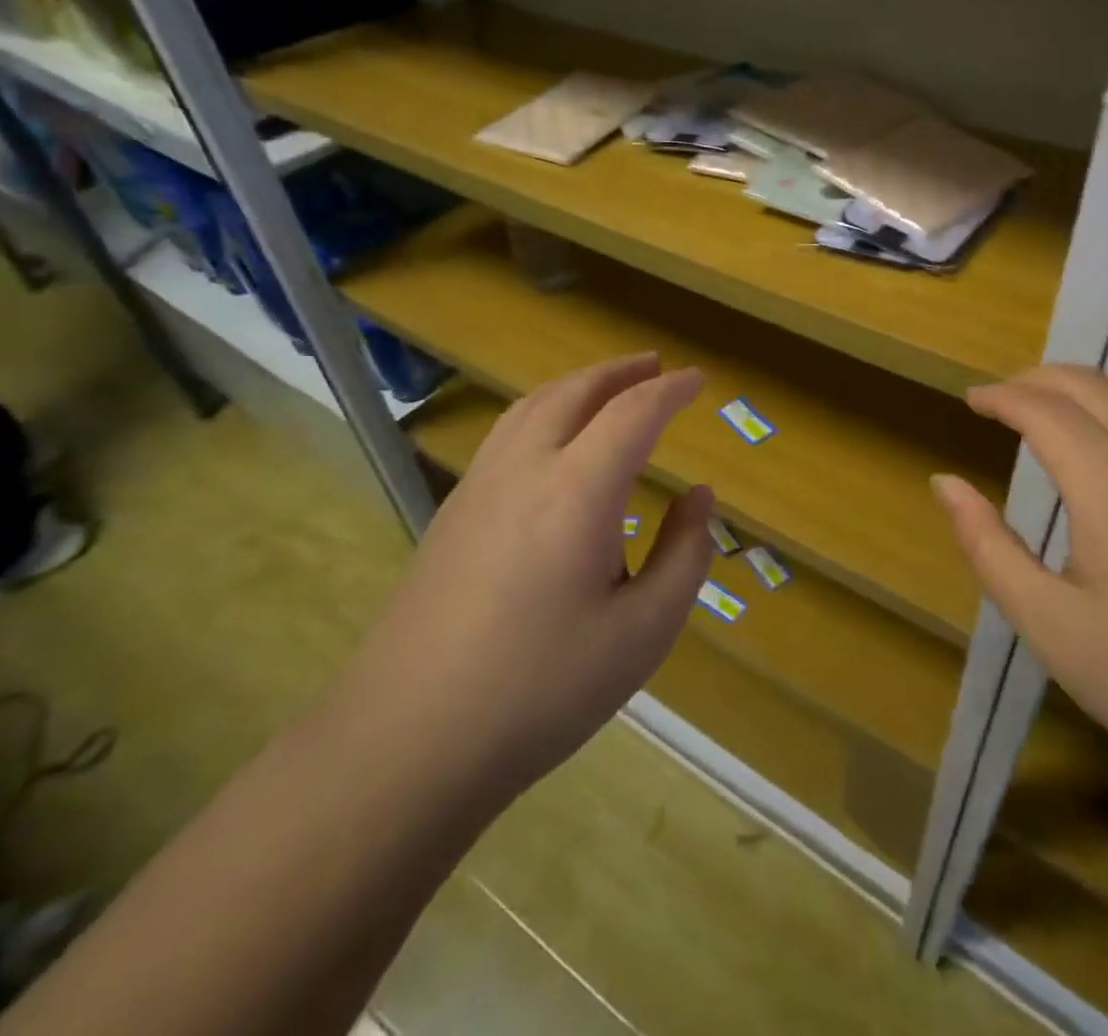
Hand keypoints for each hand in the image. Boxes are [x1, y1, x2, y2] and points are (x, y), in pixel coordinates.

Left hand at [333, 353, 713, 810]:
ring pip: (531, 406)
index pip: (633, 413)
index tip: (698, 380)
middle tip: (655, 365)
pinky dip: (543, 411)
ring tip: (607, 386)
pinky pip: (506, 434)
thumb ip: (684, 555)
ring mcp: (478, 488)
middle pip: (575, 392)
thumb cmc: (541, 690)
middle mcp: (525, 470)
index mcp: (577, 492)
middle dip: (620, 371)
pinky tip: (552, 442)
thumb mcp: (643, 633)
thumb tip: (699, 498)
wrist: (407, 742)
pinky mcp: (451, 514)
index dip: (670, 391)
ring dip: (577, 384)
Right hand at [933, 365, 1107, 822]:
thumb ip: (988, 546)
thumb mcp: (1049, 625)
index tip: (969, 401)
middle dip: (1037, 380)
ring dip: (1083, 393)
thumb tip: (945, 483)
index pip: (1045, 408)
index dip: (1000, 396)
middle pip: (1092, 385)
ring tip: (1047, 416)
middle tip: (999, 400)